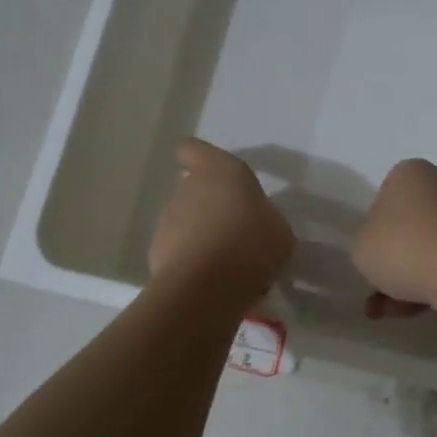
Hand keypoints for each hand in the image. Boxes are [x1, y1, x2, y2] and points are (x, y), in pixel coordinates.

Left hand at [149, 139, 294, 303]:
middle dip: (211, 206)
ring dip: (202, 235)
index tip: (216, 176)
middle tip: (236, 230)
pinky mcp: (156, 250)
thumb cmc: (252, 245)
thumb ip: (265, 219)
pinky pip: (178, 250)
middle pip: (194, 188)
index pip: (194, 149)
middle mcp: (188, 187)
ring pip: (185, 220)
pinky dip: (192, 261)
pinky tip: (212, 281)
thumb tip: (256, 224)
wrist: (207, 287)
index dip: (201, 159)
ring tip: (227, 263)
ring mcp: (168, 219)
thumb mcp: (279, 231)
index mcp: (221, 171)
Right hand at [351, 159, 436, 314]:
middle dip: (394, 263)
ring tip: (397, 312)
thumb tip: (384, 248)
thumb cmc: (401, 247)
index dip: (374, 233)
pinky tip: (420, 310)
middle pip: (409, 227)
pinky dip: (434, 284)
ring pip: (428, 249)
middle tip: (380, 294)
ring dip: (410, 280)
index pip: (383, 199)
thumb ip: (366, 243)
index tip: (371, 258)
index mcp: (409, 173)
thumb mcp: (360, 247)